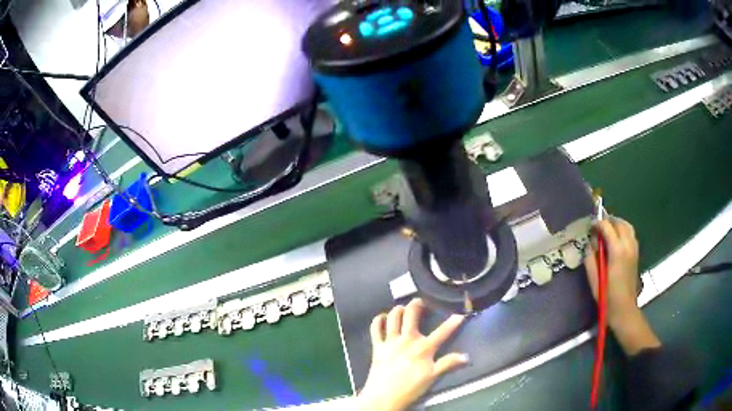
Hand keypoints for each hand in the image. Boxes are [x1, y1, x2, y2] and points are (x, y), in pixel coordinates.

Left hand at [357, 298, 467, 410]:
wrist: (384, 397)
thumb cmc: (411, 388)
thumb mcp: (433, 376)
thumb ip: (448, 364)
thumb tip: (466, 356)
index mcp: (423, 348)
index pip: (442, 332)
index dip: (453, 322)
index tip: (459, 313)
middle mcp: (407, 339)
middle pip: (411, 315)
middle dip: (417, 304)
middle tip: (421, 301)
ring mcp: (390, 341)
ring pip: (393, 318)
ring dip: (398, 309)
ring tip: (403, 307)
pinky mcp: (377, 347)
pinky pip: (375, 329)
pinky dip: (378, 321)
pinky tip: (382, 317)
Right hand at [584, 216, 659, 354]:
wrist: (624, 309)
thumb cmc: (607, 297)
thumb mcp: (594, 281)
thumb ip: (590, 260)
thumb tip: (589, 245)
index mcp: (617, 252)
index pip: (607, 227)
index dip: (598, 224)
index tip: (590, 226)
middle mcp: (628, 246)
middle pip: (619, 223)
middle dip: (608, 220)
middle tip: (598, 226)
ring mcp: (634, 249)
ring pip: (627, 226)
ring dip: (617, 223)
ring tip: (608, 228)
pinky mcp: (636, 254)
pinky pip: (631, 234)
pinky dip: (624, 230)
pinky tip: (617, 238)